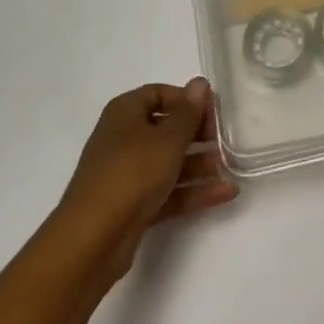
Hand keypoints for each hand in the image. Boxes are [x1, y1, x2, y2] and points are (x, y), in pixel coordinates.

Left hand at [52, 79, 237, 282]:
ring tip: (231, 168)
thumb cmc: (132, 174)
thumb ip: (188, 113)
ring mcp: (127, 175)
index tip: (214, 112)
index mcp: (125, 113)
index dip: (187, 100)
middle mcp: (123, 138)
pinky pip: (167, 191)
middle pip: (166, 129)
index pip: (159, 94)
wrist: (91, 241)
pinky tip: (225, 193)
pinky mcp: (132, 207)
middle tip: (226, 142)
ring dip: (199, 165)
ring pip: (168, 163)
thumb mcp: (168, 139)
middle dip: (197, 135)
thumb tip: (200, 83)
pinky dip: (192, 191)